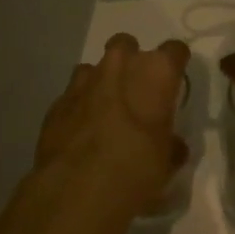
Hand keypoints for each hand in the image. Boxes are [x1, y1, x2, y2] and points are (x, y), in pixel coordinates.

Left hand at [37, 34, 190, 218]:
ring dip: (101, 82)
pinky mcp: (58, 101)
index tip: (174, 80)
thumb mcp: (165, 164)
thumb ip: (171, 147)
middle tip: (135, 90)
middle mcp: (119, 66)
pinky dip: (79, 106)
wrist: (76, 189)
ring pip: (94, 67)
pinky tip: (81, 132)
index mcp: (155, 73)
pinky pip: (73, 94)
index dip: (176, 63)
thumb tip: (174, 146)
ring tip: (105, 111)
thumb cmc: (135, 169)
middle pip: (126, 44)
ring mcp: (84, 81)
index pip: (175, 51)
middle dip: (131, 60)